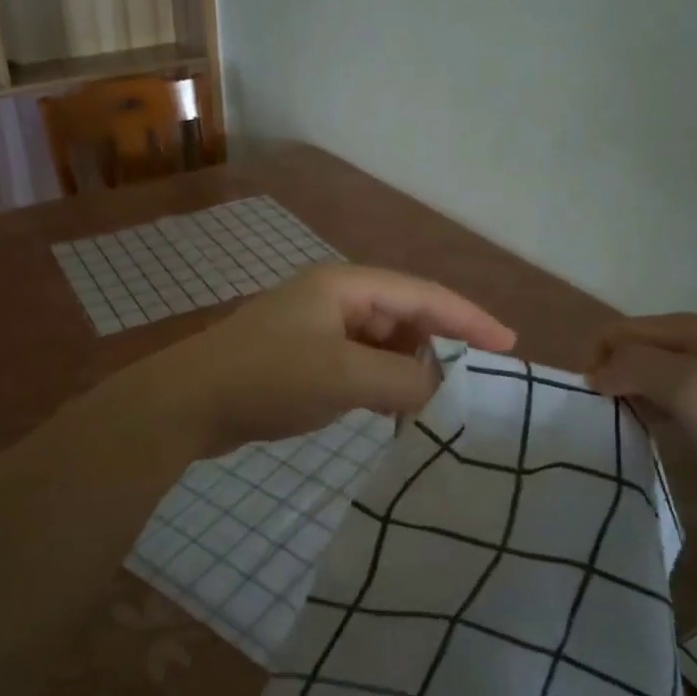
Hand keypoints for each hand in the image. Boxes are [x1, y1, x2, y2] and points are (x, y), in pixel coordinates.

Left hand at [136, 264, 515, 458]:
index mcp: (346, 285)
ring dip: (408, 370)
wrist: (188, 403)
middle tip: (472, 386)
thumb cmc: (269, 377)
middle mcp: (333, 298)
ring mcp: (314, 327)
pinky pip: (357, 363)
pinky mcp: (301, 357)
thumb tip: (441, 392)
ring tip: (434, 405)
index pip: (423, 294)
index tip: (508, 347)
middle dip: (439, 347)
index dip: (469, 318)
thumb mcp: (345, 377)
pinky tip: (390, 410)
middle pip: (404, 316)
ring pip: (381, 343)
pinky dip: (380, 383)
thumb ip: (404, 382)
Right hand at [586, 313, 696, 520]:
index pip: (613, 333)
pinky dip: (649, 415)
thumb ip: (637, 368)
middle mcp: (691, 342)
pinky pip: (663, 400)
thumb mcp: (692, 389)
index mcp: (684, 329)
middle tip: (611, 423)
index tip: (597, 406)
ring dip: (627, 400)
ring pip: (642, 377)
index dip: (596, 364)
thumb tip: (594, 373)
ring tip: (629, 434)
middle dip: (609, 381)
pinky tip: (656, 439)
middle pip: (626, 352)